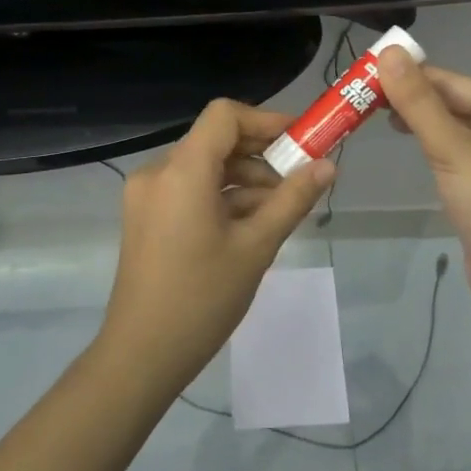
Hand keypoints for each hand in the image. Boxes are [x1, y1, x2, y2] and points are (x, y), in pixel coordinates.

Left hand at [99, 100, 334, 390]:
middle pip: (215, 141)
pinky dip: (222, 198)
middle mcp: (158, 173)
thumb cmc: (203, 297)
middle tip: (300, 180)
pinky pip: (190, 191)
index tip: (301, 141)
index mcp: (182, 171)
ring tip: (281, 210)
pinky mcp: (146, 218)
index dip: (266, 120)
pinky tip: (251, 225)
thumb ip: (293, 199)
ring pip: (204, 168)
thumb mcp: (256, 246)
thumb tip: (328, 166)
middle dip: (261, 155)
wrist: (142, 354)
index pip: (225, 116)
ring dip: (244, 180)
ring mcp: (147, 196)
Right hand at [377, 51, 470, 316]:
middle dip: (409, 97)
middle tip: (361, 96)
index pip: (450, 82)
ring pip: (447, 127)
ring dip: (415, 119)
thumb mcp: (451, 148)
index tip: (366, 72)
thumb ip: (418, 102)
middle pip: (449, 102)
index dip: (409, 74)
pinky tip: (405, 143)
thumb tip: (389, 54)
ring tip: (374, 115)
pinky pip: (449, 151)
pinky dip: (426, 143)